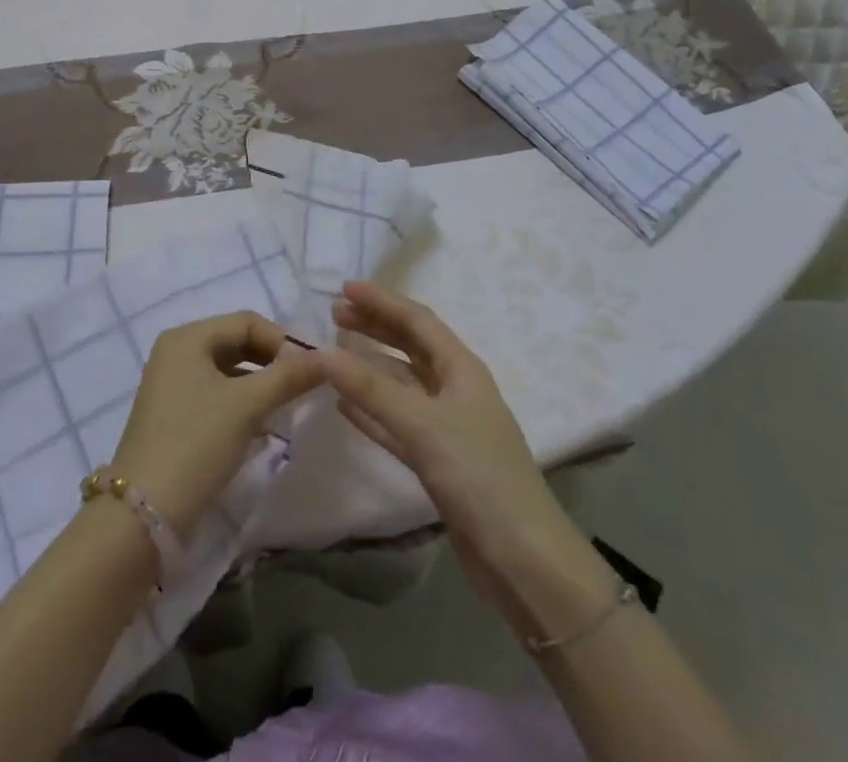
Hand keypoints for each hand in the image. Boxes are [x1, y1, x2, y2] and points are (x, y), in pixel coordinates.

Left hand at [110, 312, 323, 538]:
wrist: (144, 513)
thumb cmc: (197, 442)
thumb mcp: (248, 405)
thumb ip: (289, 376)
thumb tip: (329, 357)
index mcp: (187, 337)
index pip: (246, 322)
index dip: (282, 340)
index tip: (313, 367)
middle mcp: (176, 353)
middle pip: (236, 343)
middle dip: (272, 362)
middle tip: (305, 385)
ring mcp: (171, 385)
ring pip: (227, 371)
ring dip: (260, 384)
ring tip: (289, 406)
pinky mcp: (173, 415)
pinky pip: (216, 395)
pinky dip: (242, 403)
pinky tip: (265, 426)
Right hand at [320, 282, 578, 625]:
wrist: (524, 561)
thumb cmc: (478, 477)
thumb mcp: (422, 426)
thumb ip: (371, 390)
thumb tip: (322, 352)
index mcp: (462, 369)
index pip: (417, 320)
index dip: (382, 301)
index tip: (343, 287)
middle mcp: (456, 389)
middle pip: (410, 346)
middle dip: (375, 327)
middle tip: (335, 314)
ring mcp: (448, 426)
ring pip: (402, 384)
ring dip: (370, 366)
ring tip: (335, 352)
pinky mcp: (439, 461)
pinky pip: (398, 422)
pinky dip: (372, 410)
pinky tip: (344, 406)